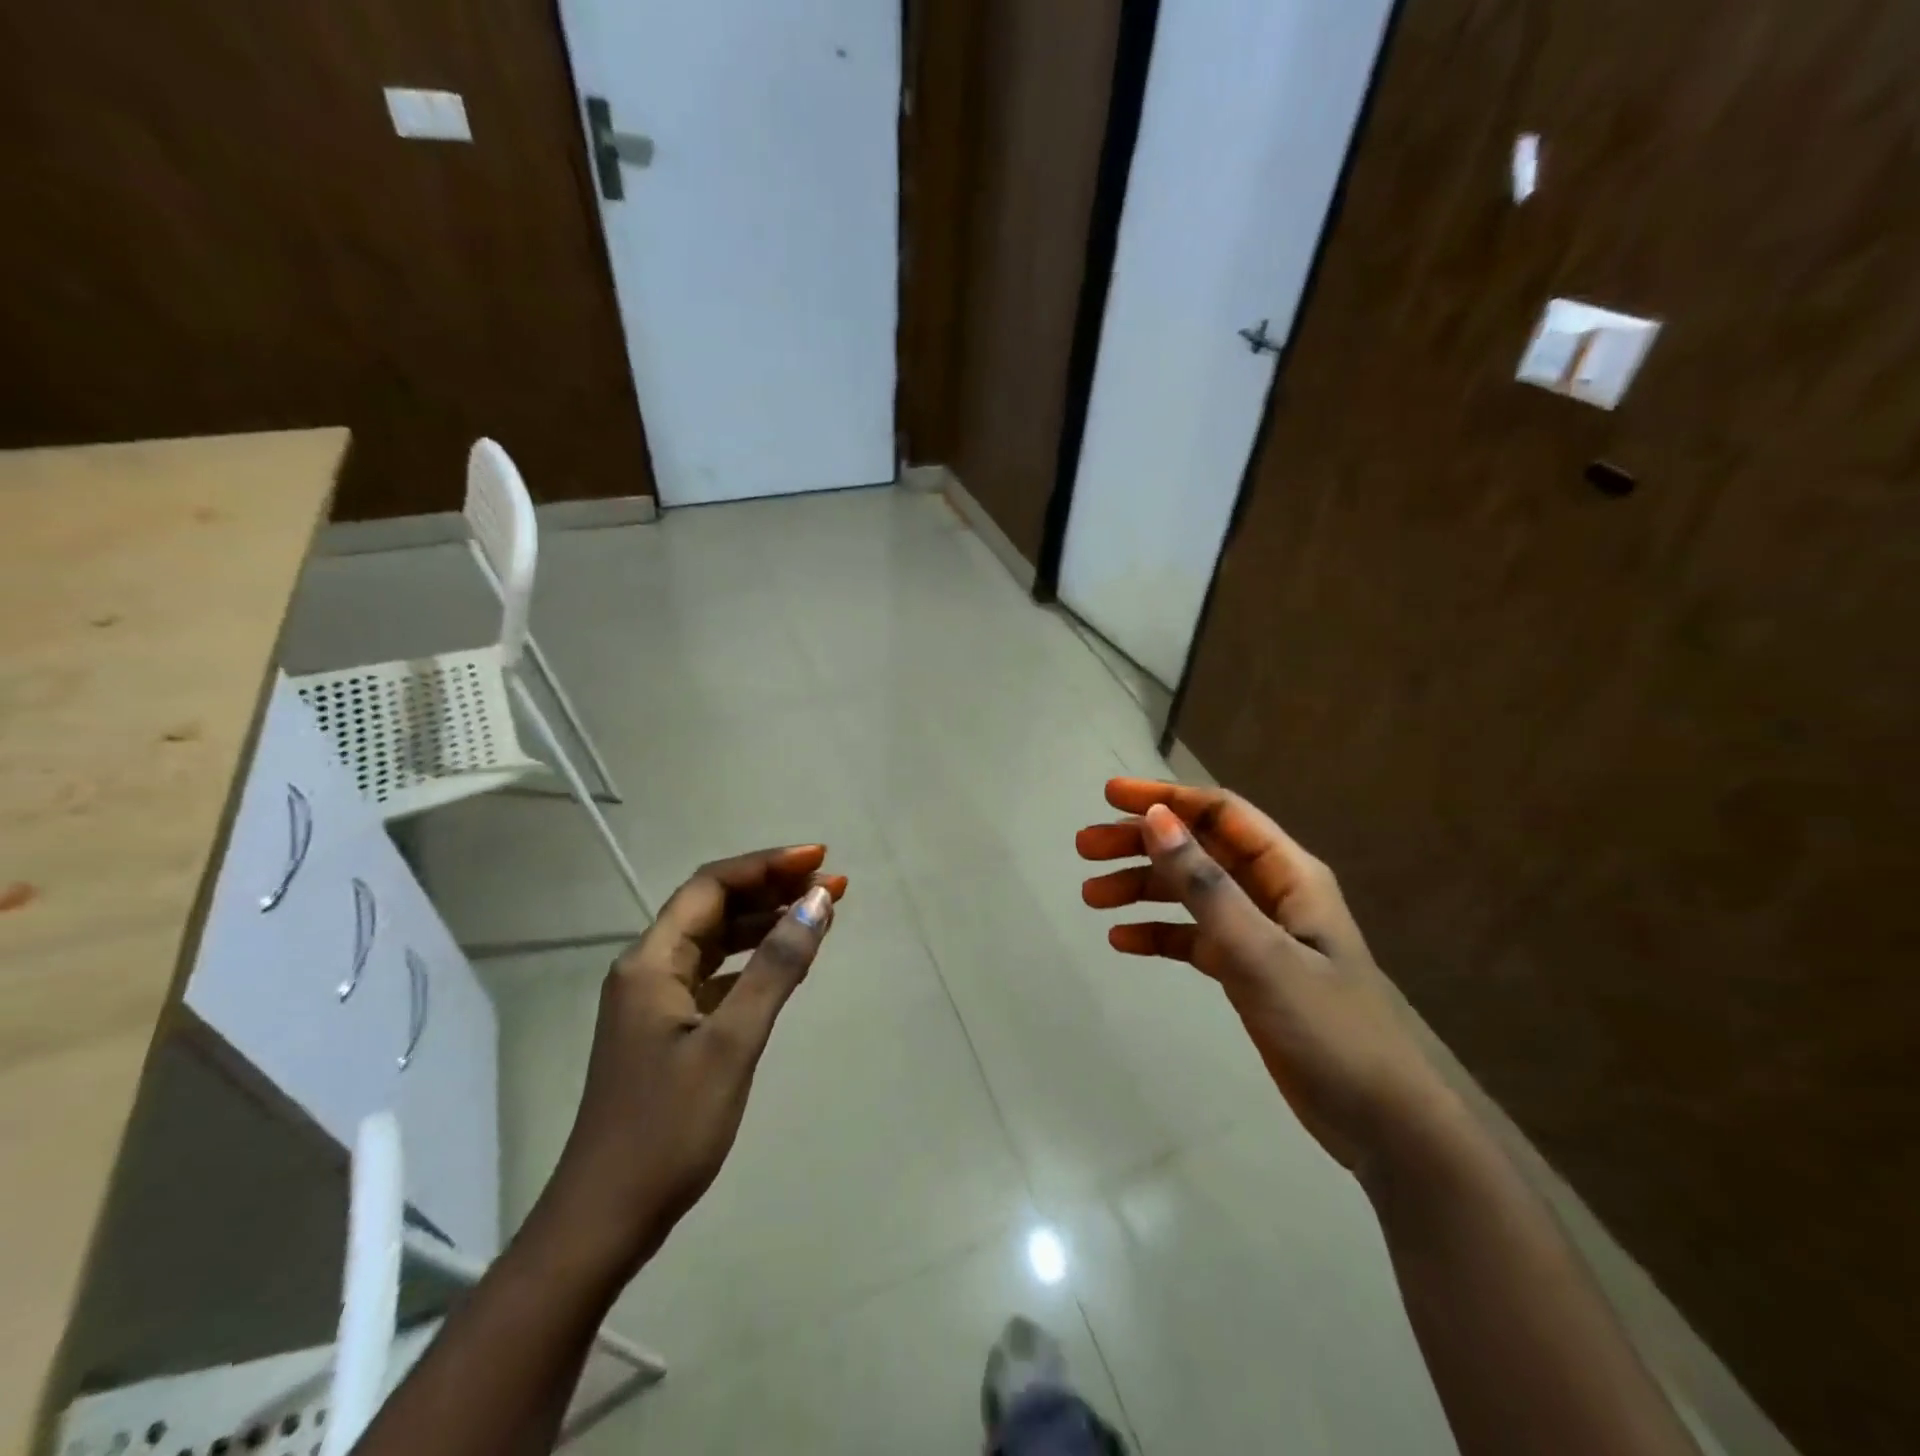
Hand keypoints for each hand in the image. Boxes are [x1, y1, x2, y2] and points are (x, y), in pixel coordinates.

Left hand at [522, 845, 845, 1287]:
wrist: (604, 1220)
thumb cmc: (667, 1129)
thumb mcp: (732, 1043)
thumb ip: (776, 968)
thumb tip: (818, 902)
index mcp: (652, 961)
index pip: (712, 885)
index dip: (767, 865)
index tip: (820, 860)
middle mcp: (649, 969)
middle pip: (715, 907)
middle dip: (774, 889)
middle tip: (833, 885)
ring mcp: (657, 1001)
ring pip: (718, 940)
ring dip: (767, 923)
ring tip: (821, 913)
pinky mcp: (670, 1030)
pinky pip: (718, 975)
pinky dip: (754, 961)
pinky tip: (788, 964)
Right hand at [1077, 779, 1452, 1178]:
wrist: (1382, 1123)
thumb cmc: (1328, 1029)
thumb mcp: (1259, 952)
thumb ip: (1206, 885)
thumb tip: (1156, 819)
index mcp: (1288, 874)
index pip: (1220, 813)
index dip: (1165, 798)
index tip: (1109, 797)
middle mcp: (1272, 893)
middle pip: (1197, 849)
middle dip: (1140, 843)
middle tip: (1084, 848)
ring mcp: (1258, 933)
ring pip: (1189, 893)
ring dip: (1141, 888)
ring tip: (1092, 896)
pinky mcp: (1247, 971)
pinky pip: (1192, 938)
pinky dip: (1157, 934)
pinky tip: (1122, 941)